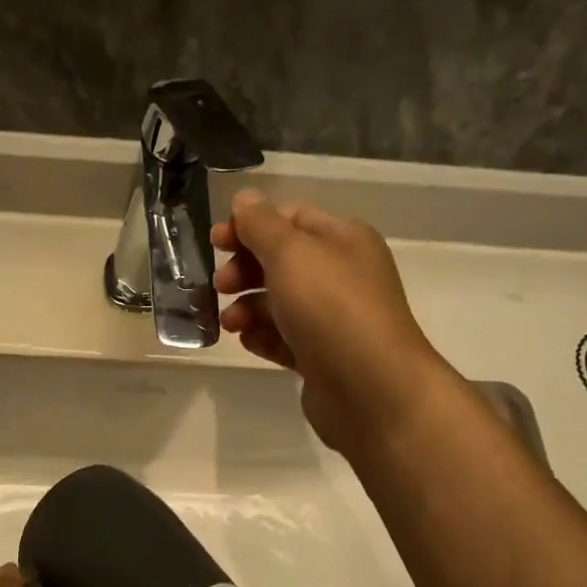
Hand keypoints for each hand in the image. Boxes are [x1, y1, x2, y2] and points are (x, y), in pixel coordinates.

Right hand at [212, 189, 446, 452]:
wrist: (370, 388)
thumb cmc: (330, 308)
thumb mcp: (290, 253)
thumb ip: (261, 225)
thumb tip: (244, 199)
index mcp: (342, 239)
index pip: (291, 218)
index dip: (251, 225)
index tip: (216, 241)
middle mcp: (340, 274)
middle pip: (281, 261)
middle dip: (244, 269)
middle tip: (220, 284)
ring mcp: (332, 318)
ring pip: (278, 302)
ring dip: (247, 306)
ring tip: (231, 322)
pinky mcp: (321, 356)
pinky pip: (283, 338)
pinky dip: (262, 336)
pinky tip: (247, 341)